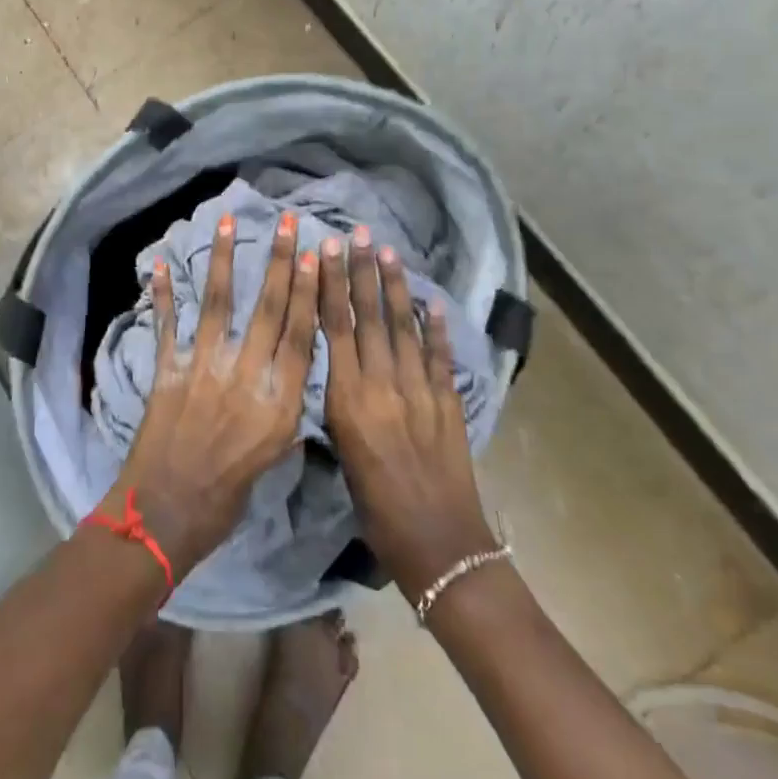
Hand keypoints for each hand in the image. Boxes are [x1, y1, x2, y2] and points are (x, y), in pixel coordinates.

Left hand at [102, 211, 318, 579]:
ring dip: (223, 259)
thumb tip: (288, 377)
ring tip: (226, 222)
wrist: (167, 514)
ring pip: (220, 302)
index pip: (301, 334)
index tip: (315, 255)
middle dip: (279, 261)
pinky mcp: (169, 369)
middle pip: (269, 308)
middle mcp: (247, 374)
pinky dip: (162, 293)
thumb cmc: (227, 495)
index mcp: (279, 400)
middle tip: (286, 222)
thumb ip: (282, 411)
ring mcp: (205, 367)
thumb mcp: (272, 457)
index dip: (309, 291)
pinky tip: (158, 263)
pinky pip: (167, 323)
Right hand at [319, 229, 496, 598]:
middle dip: (362, 272)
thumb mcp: (342, 450)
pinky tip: (433, 301)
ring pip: (404, 327)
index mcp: (349, 399)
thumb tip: (337, 362)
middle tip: (358, 233)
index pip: (336, 328)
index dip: (331, 285)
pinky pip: (441, 355)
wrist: (437, 545)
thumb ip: (340, 401)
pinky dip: (437, 327)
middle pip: (369, 317)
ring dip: (396, 287)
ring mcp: (420, 390)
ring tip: (388, 251)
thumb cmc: (375, 507)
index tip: (327, 251)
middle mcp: (383, 385)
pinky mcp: (449, 402)